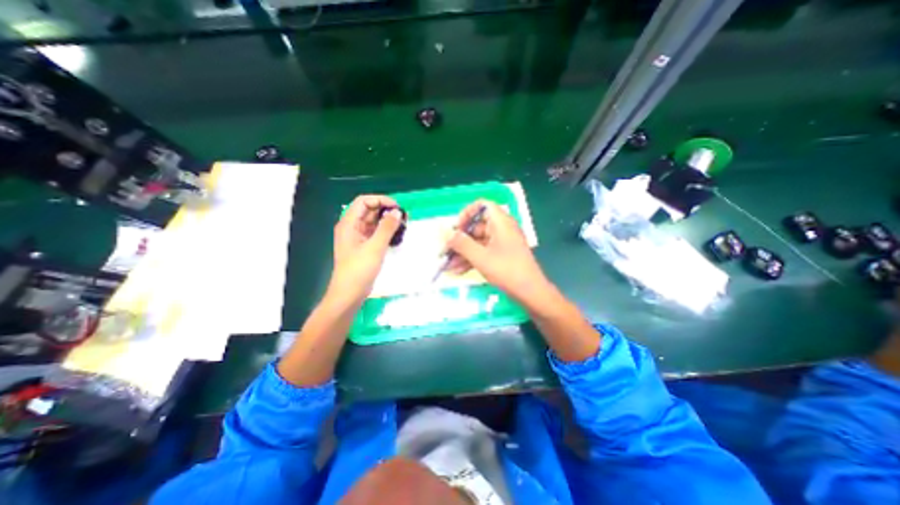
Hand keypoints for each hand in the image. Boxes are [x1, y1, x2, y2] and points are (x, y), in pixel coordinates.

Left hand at [329, 193, 402, 306]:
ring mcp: (357, 238)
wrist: (349, 293)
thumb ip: (387, 228)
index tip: (397, 207)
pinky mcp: (363, 247)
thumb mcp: (375, 247)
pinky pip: (375, 233)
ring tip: (403, 225)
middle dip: (385, 210)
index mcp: (349, 224)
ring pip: (373, 222)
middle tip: (403, 216)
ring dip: (387, 221)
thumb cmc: (359, 269)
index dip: (380, 200)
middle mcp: (352, 227)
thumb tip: (397, 212)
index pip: (363, 201)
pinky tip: (397, 235)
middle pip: (368, 210)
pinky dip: (385, 231)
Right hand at [442, 199, 547, 303]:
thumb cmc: (507, 270)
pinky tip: (458, 271)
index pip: (482, 206)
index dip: (467, 213)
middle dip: (460, 240)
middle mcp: (501, 229)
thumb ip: (461, 244)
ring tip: (448, 266)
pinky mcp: (501, 255)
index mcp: (500, 222)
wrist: (530, 293)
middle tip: (446, 251)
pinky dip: (471, 259)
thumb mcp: (480, 257)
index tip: (456, 228)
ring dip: (462, 253)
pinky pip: (483, 252)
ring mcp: (502, 243)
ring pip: (477, 242)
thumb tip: (446, 234)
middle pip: (476, 227)